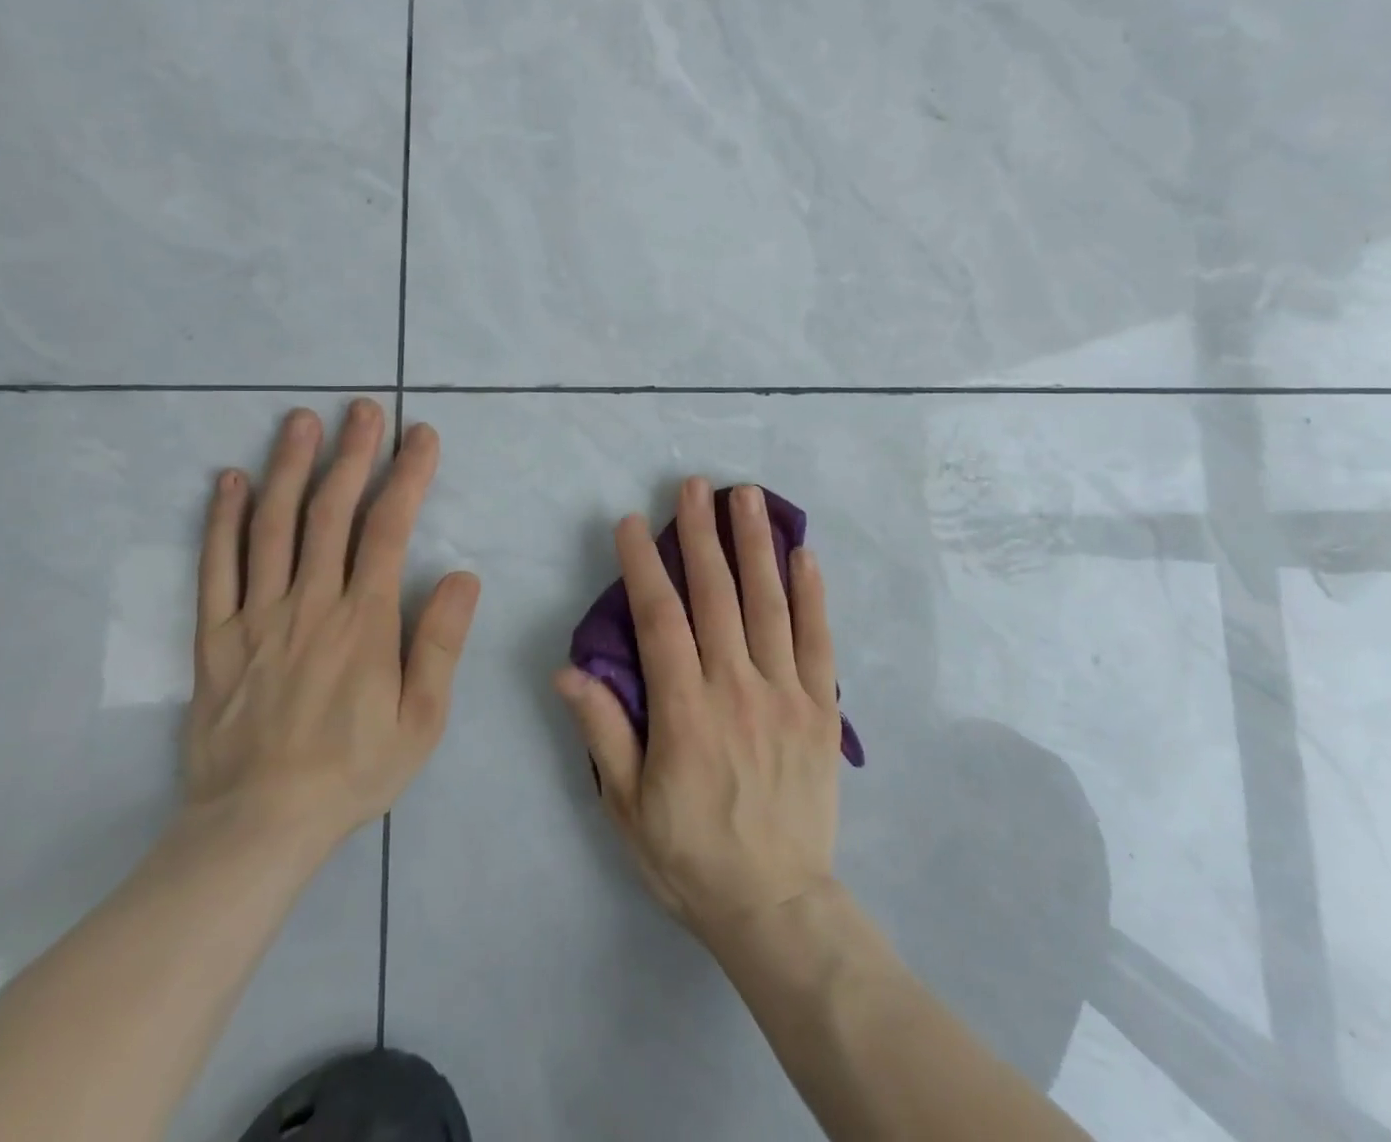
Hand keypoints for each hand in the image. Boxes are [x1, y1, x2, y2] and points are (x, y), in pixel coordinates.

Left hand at [182, 401, 479, 864]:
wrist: (257, 826)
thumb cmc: (353, 771)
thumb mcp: (422, 720)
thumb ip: (440, 644)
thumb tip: (462, 576)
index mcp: (364, 621)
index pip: (389, 529)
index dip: (407, 476)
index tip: (420, 436)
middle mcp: (310, 604)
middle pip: (331, 512)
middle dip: (351, 453)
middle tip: (362, 408)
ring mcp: (257, 617)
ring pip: (273, 527)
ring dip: (289, 467)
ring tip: (300, 420)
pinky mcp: (216, 637)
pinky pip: (216, 568)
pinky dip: (223, 520)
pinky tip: (230, 481)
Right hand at [555, 478, 842, 946]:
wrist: (776, 905)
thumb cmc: (690, 855)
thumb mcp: (627, 806)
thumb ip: (603, 732)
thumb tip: (569, 670)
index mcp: (685, 711)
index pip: (659, 619)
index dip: (644, 566)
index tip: (632, 522)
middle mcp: (736, 689)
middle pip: (716, 595)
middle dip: (701, 535)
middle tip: (694, 485)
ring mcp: (786, 695)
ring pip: (768, 605)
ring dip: (755, 545)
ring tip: (746, 497)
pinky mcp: (821, 709)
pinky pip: (819, 641)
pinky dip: (812, 594)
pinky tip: (804, 554)